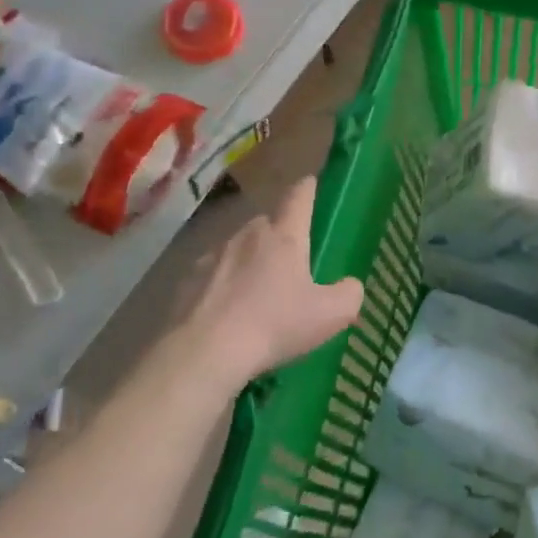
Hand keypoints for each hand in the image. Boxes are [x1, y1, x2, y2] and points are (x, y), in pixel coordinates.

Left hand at [185, 178, 363, 381]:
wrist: (204, 353)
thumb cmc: (274, 325)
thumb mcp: (331, 315)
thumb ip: (349, 293)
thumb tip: (350, 285)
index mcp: (284, 236)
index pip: (298, 197)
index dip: (307, 188)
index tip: (311, 184)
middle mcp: (247, 235)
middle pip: (267, 223)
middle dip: (280, 236)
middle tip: (292, 263)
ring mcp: (212, 255)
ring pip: (239, 248)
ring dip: (250, 261)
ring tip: (258, 294)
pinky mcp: (187, 280)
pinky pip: (213, 274)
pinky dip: (224, 285)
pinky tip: (229, 314)